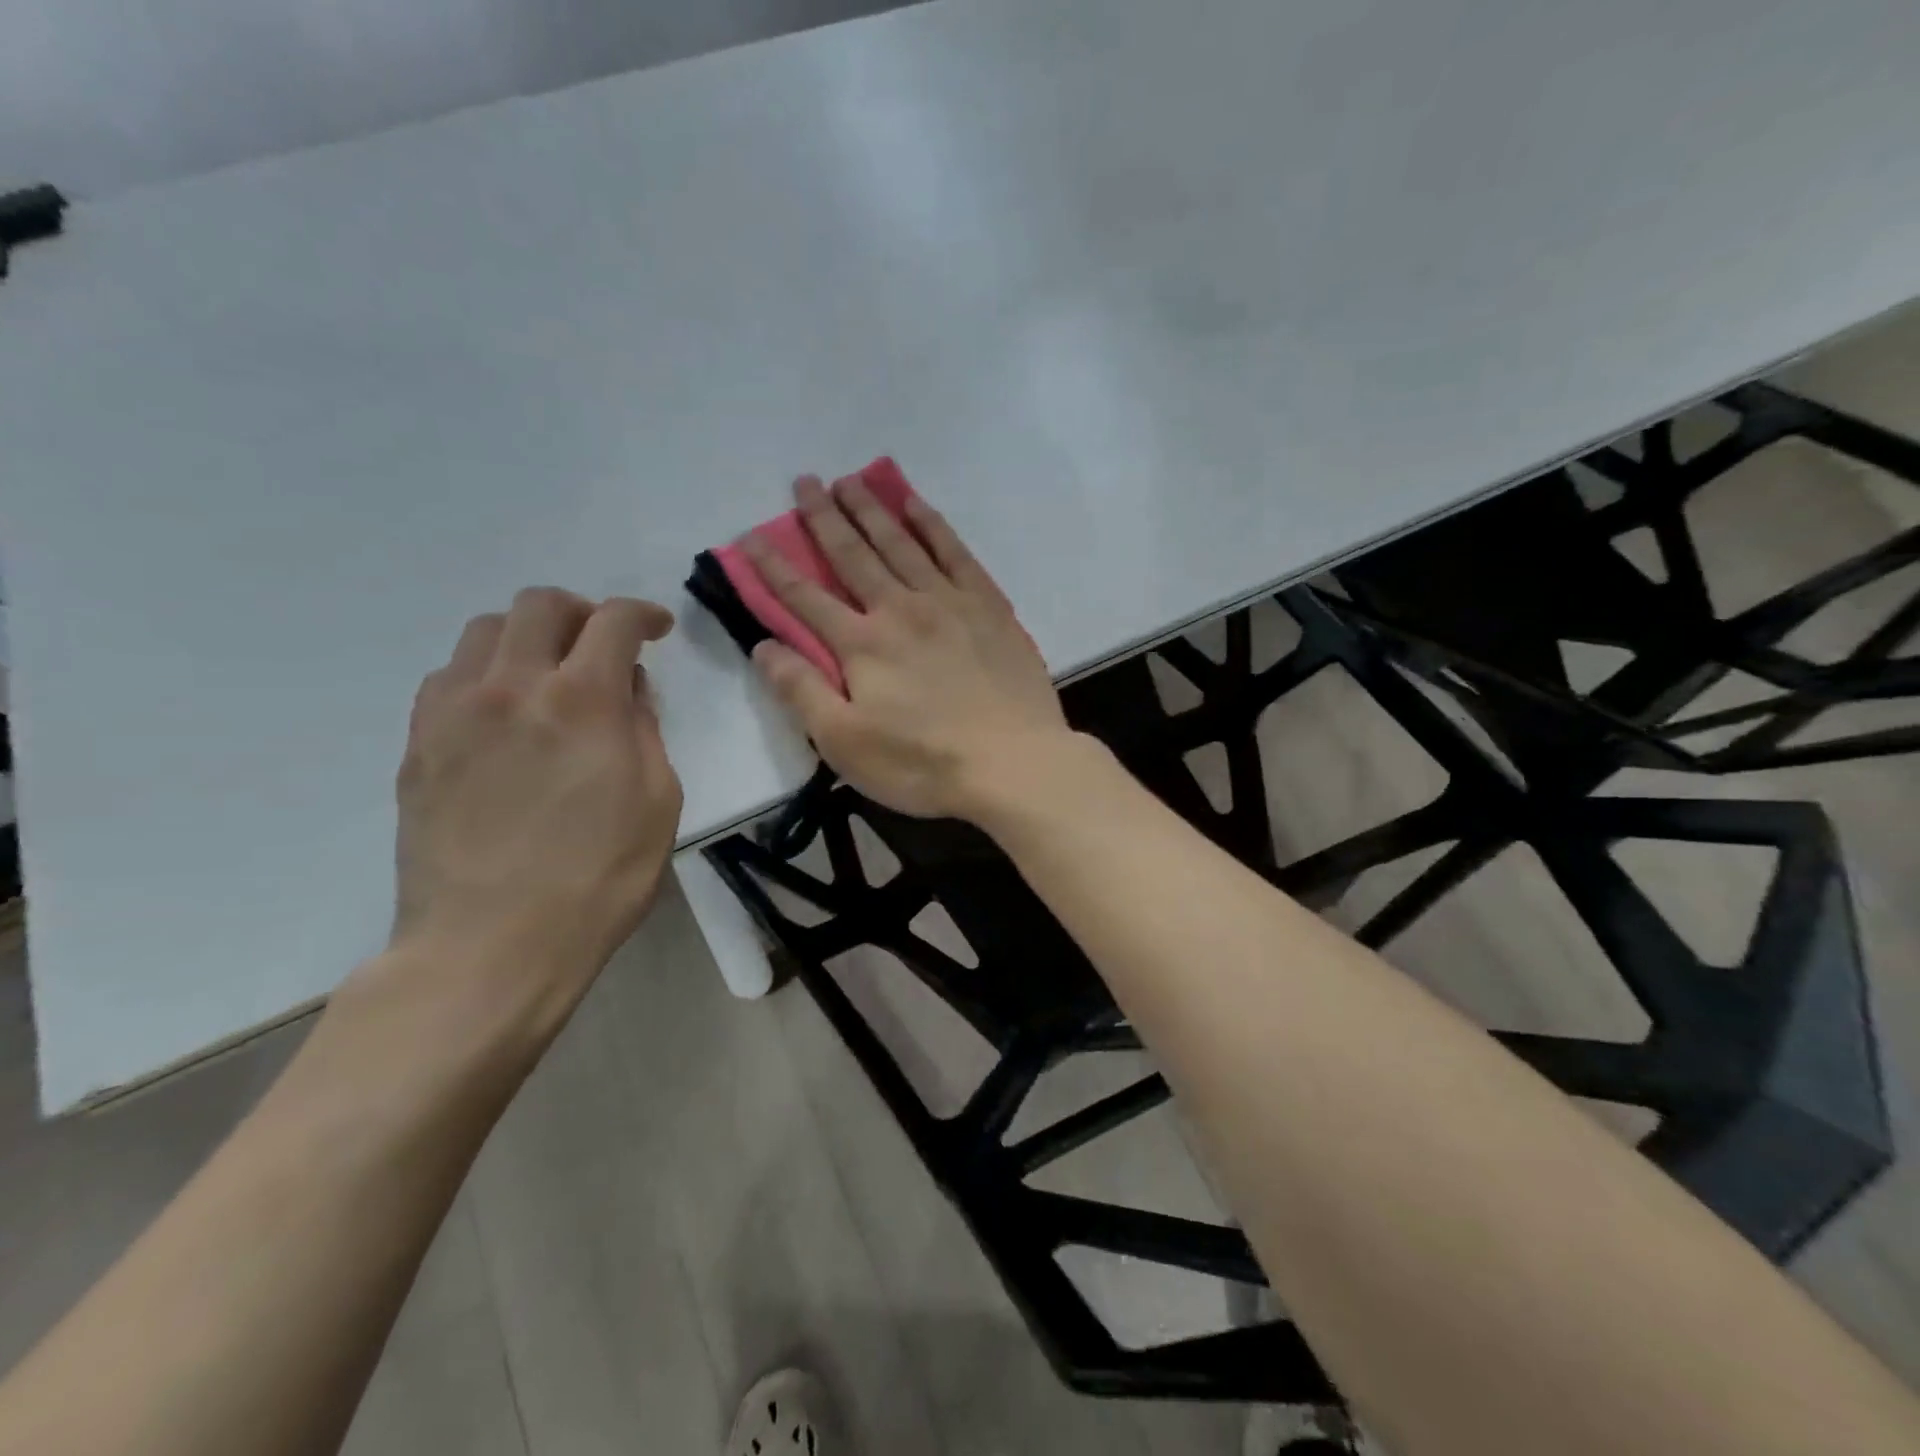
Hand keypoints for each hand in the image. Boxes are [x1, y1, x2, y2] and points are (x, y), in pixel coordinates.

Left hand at [389, 588, 682, 1010]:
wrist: (490, 945)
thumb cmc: (598, 878)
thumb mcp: (658, 801)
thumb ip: (644, 730)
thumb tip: (627, 689)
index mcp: (582, 701)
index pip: (613, 621)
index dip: (643, 614)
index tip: (657, 630)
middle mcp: (511, 686)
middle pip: (539, 605)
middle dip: (581, 612)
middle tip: (602, 644)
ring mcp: (453, 712)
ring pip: (484, 632)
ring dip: (528, 637)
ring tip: (548, 675)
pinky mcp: (418, 744)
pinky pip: (447, 677)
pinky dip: (484, 673)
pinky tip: (503, 713)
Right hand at [740, 474, 1070, 819]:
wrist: (1014, 763)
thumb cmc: (924, 764)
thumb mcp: (846, 744)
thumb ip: (802, 691)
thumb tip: (763, 645)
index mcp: (862, 645)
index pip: (804, 597)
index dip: (773, 567)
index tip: (749, 536)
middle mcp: (900, 609)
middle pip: (853, 555)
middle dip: (823, 518)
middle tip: (804, 481)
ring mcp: (948, 602)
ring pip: (900, 543)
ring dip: (871, 510)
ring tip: (850, 480)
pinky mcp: (988, 607)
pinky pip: (955, 552)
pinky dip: (932, 525)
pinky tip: (916, 504)